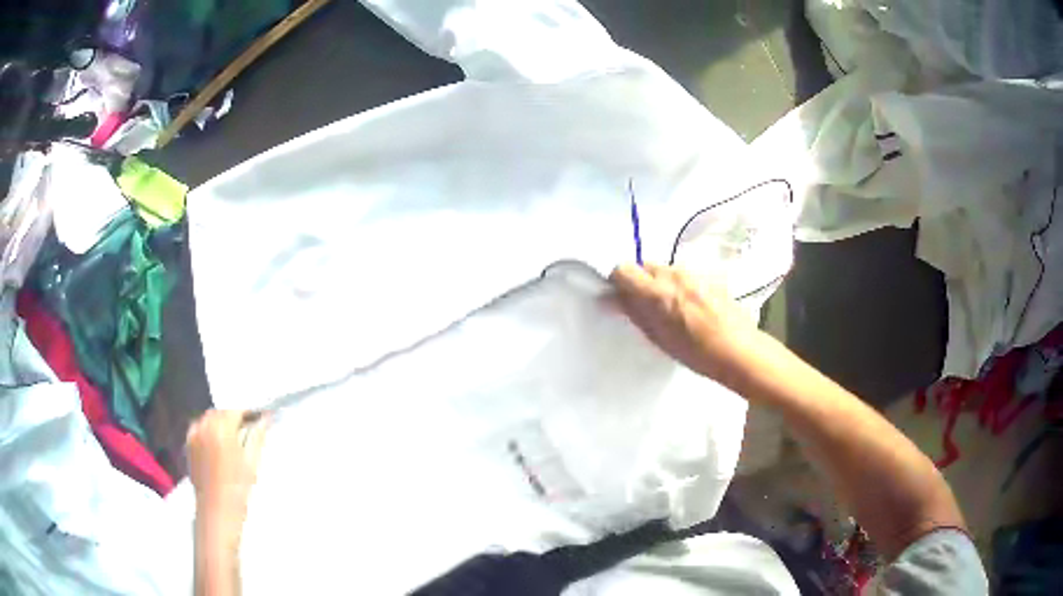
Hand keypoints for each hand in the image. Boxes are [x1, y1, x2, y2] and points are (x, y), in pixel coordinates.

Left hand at [187, 410, 269, 534]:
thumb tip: (266, 418)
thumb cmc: (237, 489)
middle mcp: (204, 425)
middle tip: (248, 429)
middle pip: (222, 411)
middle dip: (234, 417)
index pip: (236, 409)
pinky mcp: (188, 444)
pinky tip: (218, 445)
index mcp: (221, 427)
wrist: (217, 510)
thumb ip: (258, 435)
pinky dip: (209, 430)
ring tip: (233, 439)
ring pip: (209, 418)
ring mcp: (194, 434)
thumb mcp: (252, 462)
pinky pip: (200, 428)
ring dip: (221, 423)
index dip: (249, 412)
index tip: (259, 418)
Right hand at [609, 263, 764, 390]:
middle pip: (644, 265)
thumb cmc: (695, 352)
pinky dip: (679, 285)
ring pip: (665, 269)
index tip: (619, 297)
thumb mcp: (658, 337)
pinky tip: (691, 306)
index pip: (622, 270)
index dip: (617, 282)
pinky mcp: (709, 275)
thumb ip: (634, 312)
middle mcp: (673, 274)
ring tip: (671, 307)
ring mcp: (693, 272)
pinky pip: (684, 274)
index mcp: (656, 291)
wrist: (738, 350)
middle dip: (639, 280)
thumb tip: (611, 298)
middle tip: (644, 305)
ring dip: (660, 282)